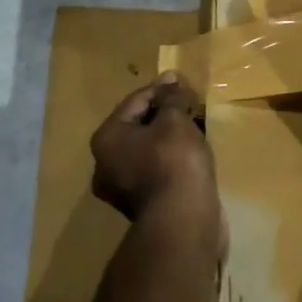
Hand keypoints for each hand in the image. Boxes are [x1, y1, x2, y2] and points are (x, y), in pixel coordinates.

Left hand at [90, 73, 221, 239]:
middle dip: (164, 112)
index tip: (181, 79)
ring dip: (169, 135)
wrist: (183, 222)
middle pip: (138, 126)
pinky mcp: (144, 205)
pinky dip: (172, 157)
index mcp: (106, 138)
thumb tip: (171, 84)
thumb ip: (172, 98)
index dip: (160, 87)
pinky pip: (157, 169)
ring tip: (195, 124)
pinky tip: (193, 151)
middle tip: (189, 101)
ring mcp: (123, 189)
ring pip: (148, 150)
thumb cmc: (173, 161)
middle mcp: (106, 163)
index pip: (134, 101)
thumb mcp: (175, 120)